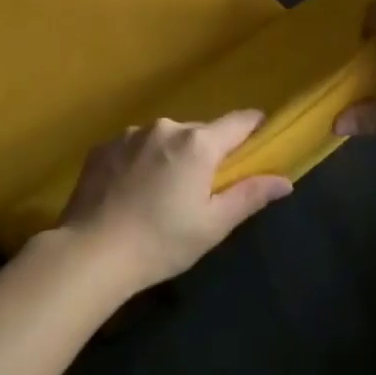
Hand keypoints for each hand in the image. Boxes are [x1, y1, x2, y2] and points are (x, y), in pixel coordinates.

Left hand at [59, 111, 292, 291]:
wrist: (91, 252)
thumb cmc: (161, 242)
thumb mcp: (213, 225)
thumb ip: (250, 196)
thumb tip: (284, 180)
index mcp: (197, 144)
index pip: (238, 122)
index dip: (254, 128)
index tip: (260, 139)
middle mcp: (165, 128)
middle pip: (199, 132)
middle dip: (207, 153)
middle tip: (203, 188)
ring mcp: (129, 134)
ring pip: (164, 139)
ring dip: (170, 157)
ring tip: (161, 194)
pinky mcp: (102, 147)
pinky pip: (134, 147)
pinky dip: (140, 162)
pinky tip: (131, 193)